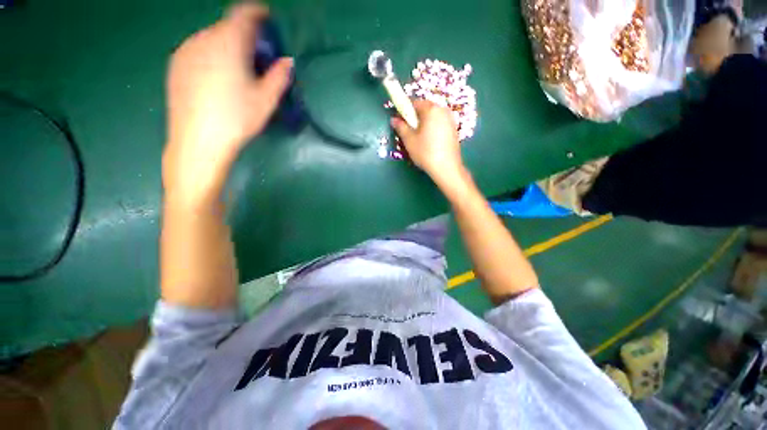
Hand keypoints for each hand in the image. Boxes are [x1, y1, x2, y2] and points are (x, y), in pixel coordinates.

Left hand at [163, 3, 292, 206]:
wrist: (198, 140)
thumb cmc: (237, 119)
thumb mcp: (266, 100)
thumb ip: (279, 76)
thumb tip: (287, 61)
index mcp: (228, 44)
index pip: (243, 14)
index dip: (257, 13)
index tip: (267, 19)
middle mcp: (204, 39)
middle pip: (227, 27)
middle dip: (244, 35)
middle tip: (256, 55)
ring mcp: (186, 51)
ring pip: (211, 38)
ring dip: (227, 45)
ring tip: (237, 68)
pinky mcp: (176, 64)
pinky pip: (198, 49)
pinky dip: (212, 54)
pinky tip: (217, 76)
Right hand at [391, 100, 464, 184]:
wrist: (446, 168)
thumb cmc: (425, 152)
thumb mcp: (409, 140)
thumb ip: (401, 127)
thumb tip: (394, 119)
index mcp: (431, 109)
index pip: (414, 102)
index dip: (404, 110)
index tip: (400, 121)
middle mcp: (443, 110)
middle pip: (425, 109)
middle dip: (415, 117)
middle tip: (409, 132)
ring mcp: (450, 119)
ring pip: (432, 117)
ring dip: (424, 124)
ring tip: (419, 139)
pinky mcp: (454, 129)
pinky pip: (439, 124)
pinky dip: (432, 128)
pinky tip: (429, 142)